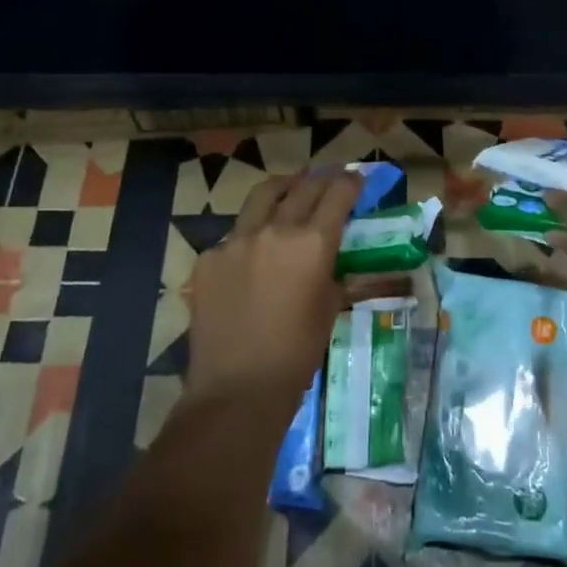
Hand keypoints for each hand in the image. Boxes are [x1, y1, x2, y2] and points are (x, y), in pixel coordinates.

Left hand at [186, 171, 400, 414]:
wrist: (238, 388)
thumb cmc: (297, 353)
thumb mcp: (329, 307)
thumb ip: (331, 272)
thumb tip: (330, 257)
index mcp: (313, 243)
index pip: (337, 195)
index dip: (350, 182)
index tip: (356, 178)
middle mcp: (276, 230)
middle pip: (303, 188)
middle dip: (322, 179)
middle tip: (330, 178)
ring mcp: (237, 240)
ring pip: (263, 196)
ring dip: (283, 187)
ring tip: (291, 186)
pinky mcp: (209, 258)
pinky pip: (234, 234)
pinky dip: (251, 233)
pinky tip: (254, 250)